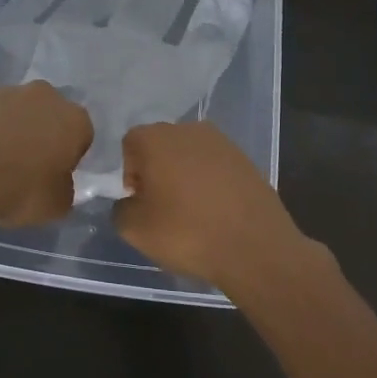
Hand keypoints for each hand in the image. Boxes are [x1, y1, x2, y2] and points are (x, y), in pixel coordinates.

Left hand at [0, 81, 92, 225]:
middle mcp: (45, 97)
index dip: (69, 157)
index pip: (82, 136)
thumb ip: (63, 190)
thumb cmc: (20, 189)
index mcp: (74, 120)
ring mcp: (6, 92)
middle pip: (48, 115)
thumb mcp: (56, 206)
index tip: (55, 176)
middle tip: (26, 167)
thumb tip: (57, 184)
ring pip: (16, 112)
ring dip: (10, 131)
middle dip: (41, 135)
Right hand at [115, 120, 322, 295]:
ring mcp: (221, 142)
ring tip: (191, 211)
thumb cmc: (187, 233)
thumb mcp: (135, 230)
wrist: (256, 248)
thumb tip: (131, 201)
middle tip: (162, 207)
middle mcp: (188, 129)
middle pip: (160, 146)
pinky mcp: (245, 159)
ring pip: (189, 155)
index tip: (140, 202)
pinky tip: (215, 212)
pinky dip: (209, 183)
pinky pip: (215, 167)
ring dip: (184, 176)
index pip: (129, 145)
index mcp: (155, 138)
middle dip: (156, 171)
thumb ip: (120, 208)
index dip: (129, 174)